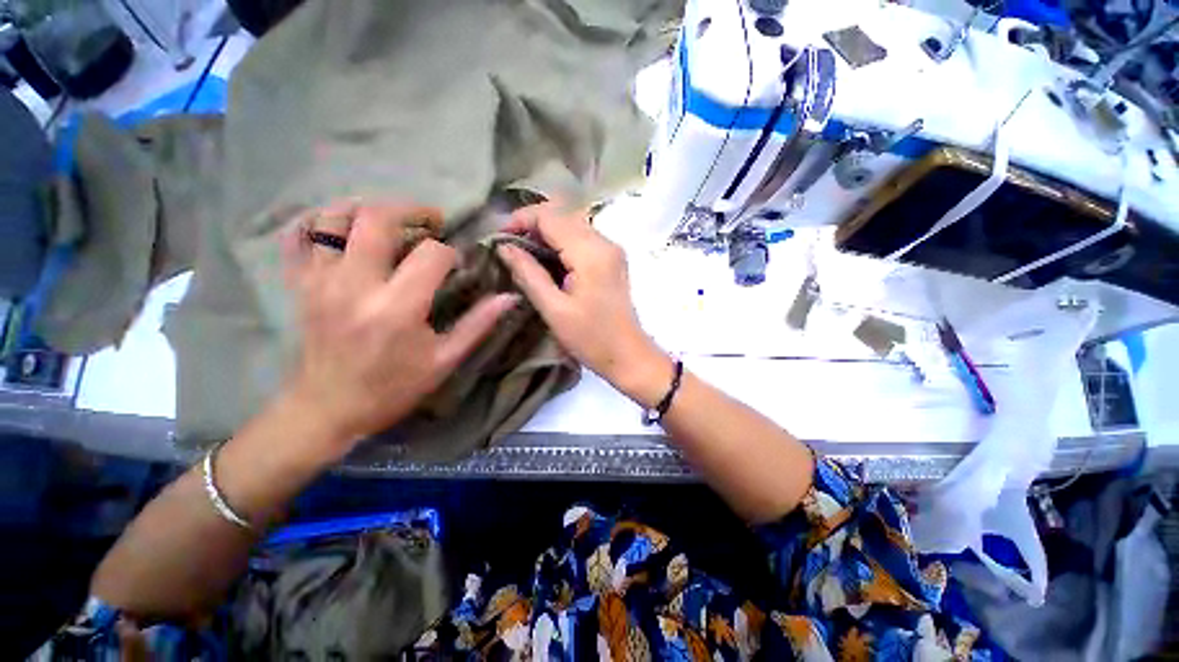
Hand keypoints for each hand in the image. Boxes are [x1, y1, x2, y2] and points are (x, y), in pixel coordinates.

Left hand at [283, 201, 517, 452]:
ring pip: (336, 217)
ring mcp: (321, 281)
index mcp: (398, 307)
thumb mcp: (445, 360)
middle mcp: (356, 285)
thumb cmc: (394, 387)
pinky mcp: (300, 284)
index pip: (431, 254)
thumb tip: (509, 297)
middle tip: (431, 220)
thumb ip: (478, 324)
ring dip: (368, 209)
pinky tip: (346, 229)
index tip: (456, 266)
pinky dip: (322, 221)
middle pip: (378, 218)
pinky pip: (300, 236)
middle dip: (412, 210)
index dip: (451, 254)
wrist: (328, 408)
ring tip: (391, 221)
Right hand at [495, 202, 673, 407]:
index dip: (521, 220)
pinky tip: (547, 260)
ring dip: (546, 232)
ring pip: (572, 224)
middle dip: (532, 224)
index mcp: (590, 252)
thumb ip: (529, 274)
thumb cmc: (591, 339)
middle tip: (509, 246)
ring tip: (523, 253)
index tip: (499, 238)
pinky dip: (561, 242)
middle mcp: (604, 242)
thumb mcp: (554, 309)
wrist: (629, 355)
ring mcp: (611, 249)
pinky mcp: (612, 259)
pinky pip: (582, 238)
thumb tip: (504, 248)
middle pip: (562, 214)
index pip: (550, 216)